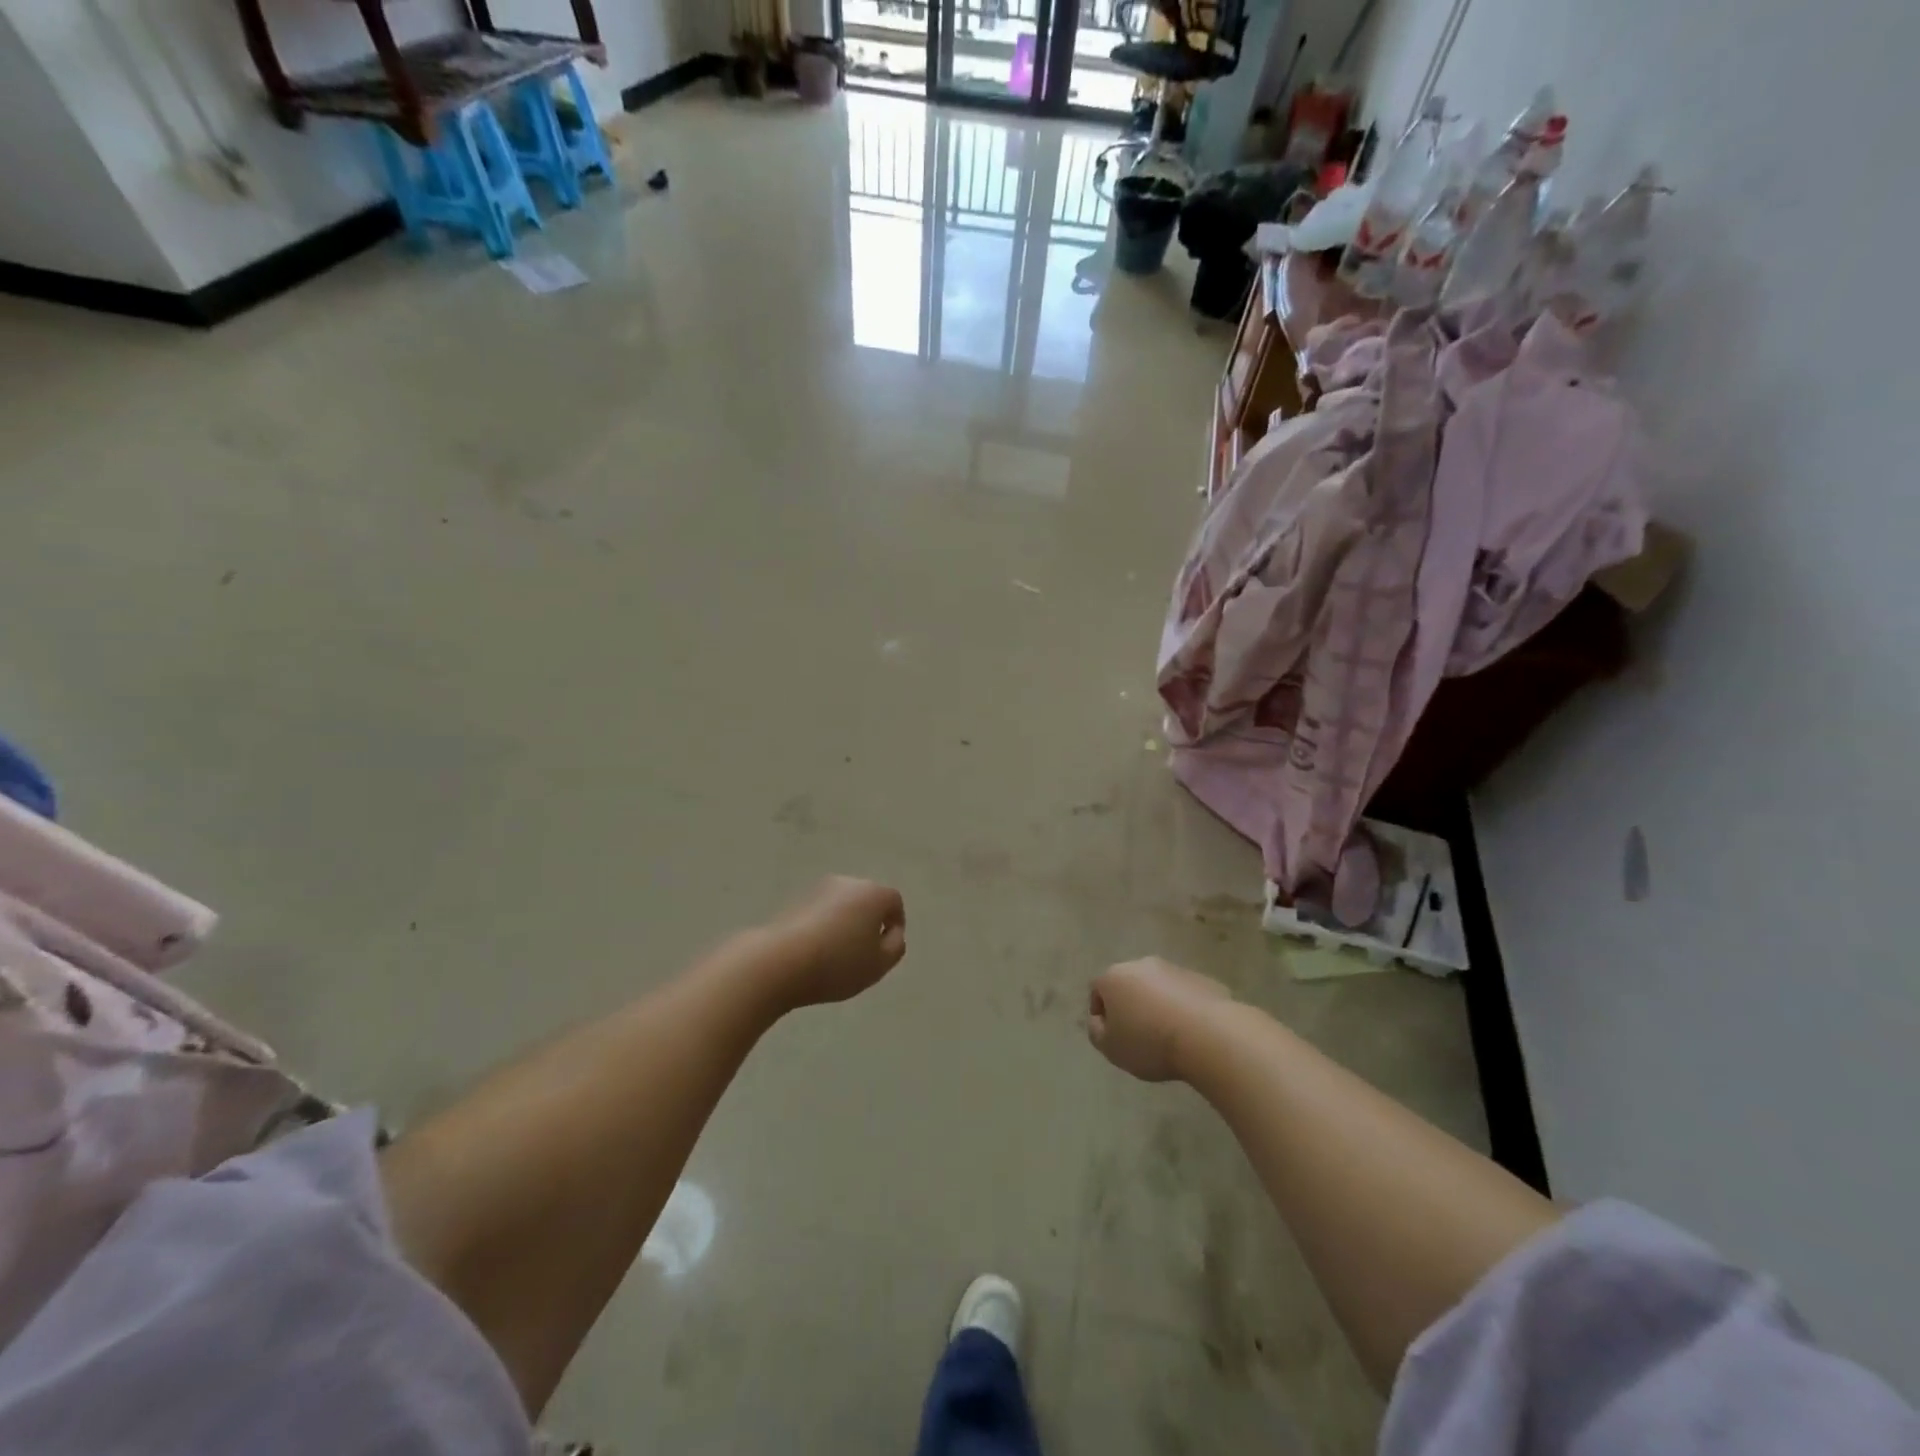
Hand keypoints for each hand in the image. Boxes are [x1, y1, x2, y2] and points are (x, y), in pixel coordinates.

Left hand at [764, 876, 906, 1008]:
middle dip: (869, 923)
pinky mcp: (795, 901)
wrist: (779, 961)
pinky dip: (823, 927)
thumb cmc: (838, 963)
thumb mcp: (879, 964)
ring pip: (842, 906)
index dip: (895, 925)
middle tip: (864, 954)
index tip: (886, 950)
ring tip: (837, 956)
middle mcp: (848, 883)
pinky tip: (815, 952)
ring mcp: (819, 889)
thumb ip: (895, 947)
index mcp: (873, 893)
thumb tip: (891, 934)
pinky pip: (820, 913)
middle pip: (867, 900)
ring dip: (845, 924)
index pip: (894, 902)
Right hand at [1087, 957, 1231, 1081]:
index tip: (1112, 1036)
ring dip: (1157, 1005)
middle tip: (1138, 1034)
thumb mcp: (1111, 1048)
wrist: (1208, 1035)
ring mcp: (1173, 969)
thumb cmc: (1150, 1042)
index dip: (1101, 1013)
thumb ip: (1097, 1032)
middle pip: (1128, 984)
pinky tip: (1190, 1032)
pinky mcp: (1201, 979)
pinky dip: (1182, 1008)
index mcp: (1114, 977)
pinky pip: (1184, 994)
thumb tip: (1100, 1021)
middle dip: (1130, 1005)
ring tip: (1167, 1035)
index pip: (1097, 990)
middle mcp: (1141, 965)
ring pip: (1157, 987)